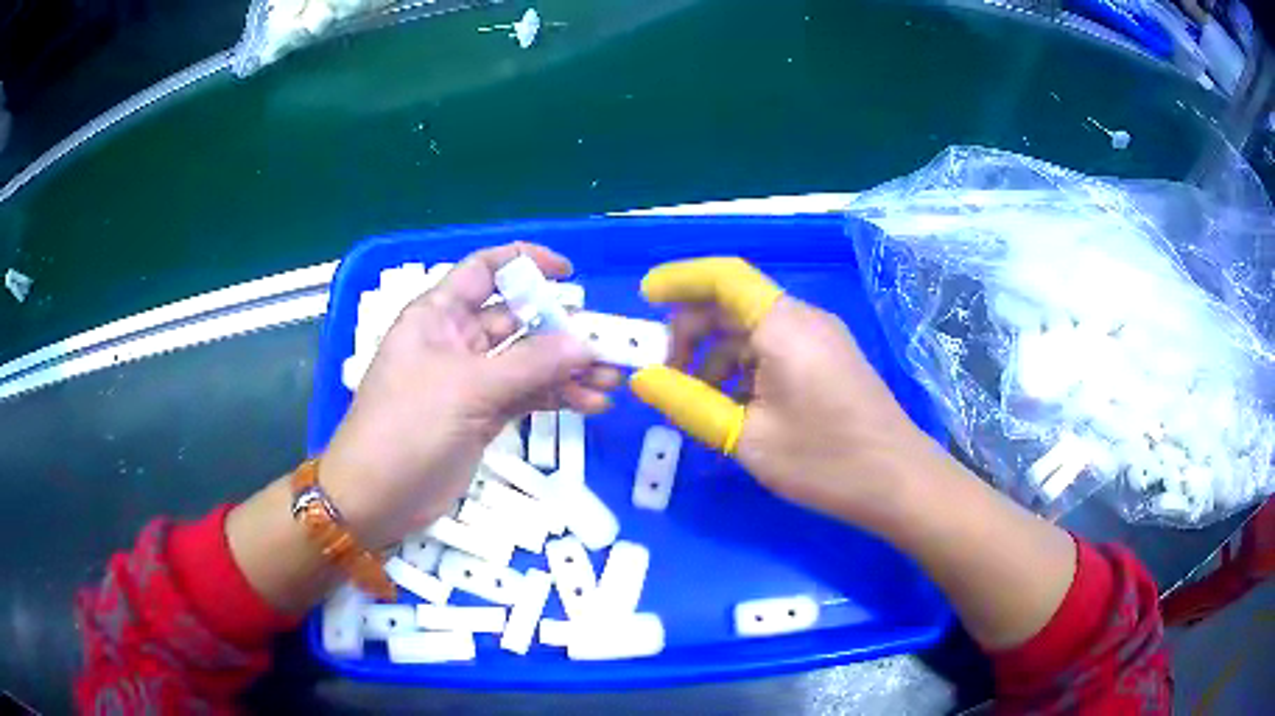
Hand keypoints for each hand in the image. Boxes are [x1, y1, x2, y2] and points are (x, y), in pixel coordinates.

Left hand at [321, 243, 620, 548]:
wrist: (376, 498)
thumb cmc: (407, 427)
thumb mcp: (467, 389)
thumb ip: (530, 364)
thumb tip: (585, 342)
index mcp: (439, 315)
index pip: (484, 271)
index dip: (524, 263)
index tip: (569, 273)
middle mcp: (456, 340)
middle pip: (516, 320)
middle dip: (561, 330)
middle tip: (607, 346)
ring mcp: (470, 381)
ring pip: (527, 362)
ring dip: (566, 370)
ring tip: (609, 382)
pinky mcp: (482, 416)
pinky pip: (526, 396)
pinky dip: (556, 398)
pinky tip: (590, 404)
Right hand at [630, 258, 934, 527]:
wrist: (898, 482)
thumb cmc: (825, 461)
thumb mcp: (747, 438)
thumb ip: (688, 403)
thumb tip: (641, 379)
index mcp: (783, 326)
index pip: (724, 276)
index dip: (680, 279)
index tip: (645, 298)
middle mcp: (802, 319)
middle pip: (733, 303)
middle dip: (692, 331)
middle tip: (665, 375)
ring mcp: (819, 339)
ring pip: (752, 330)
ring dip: (716, 355)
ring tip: (696, 402)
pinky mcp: (828, 360)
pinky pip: (774, 349)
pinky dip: (743, 368)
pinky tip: (733, 408)